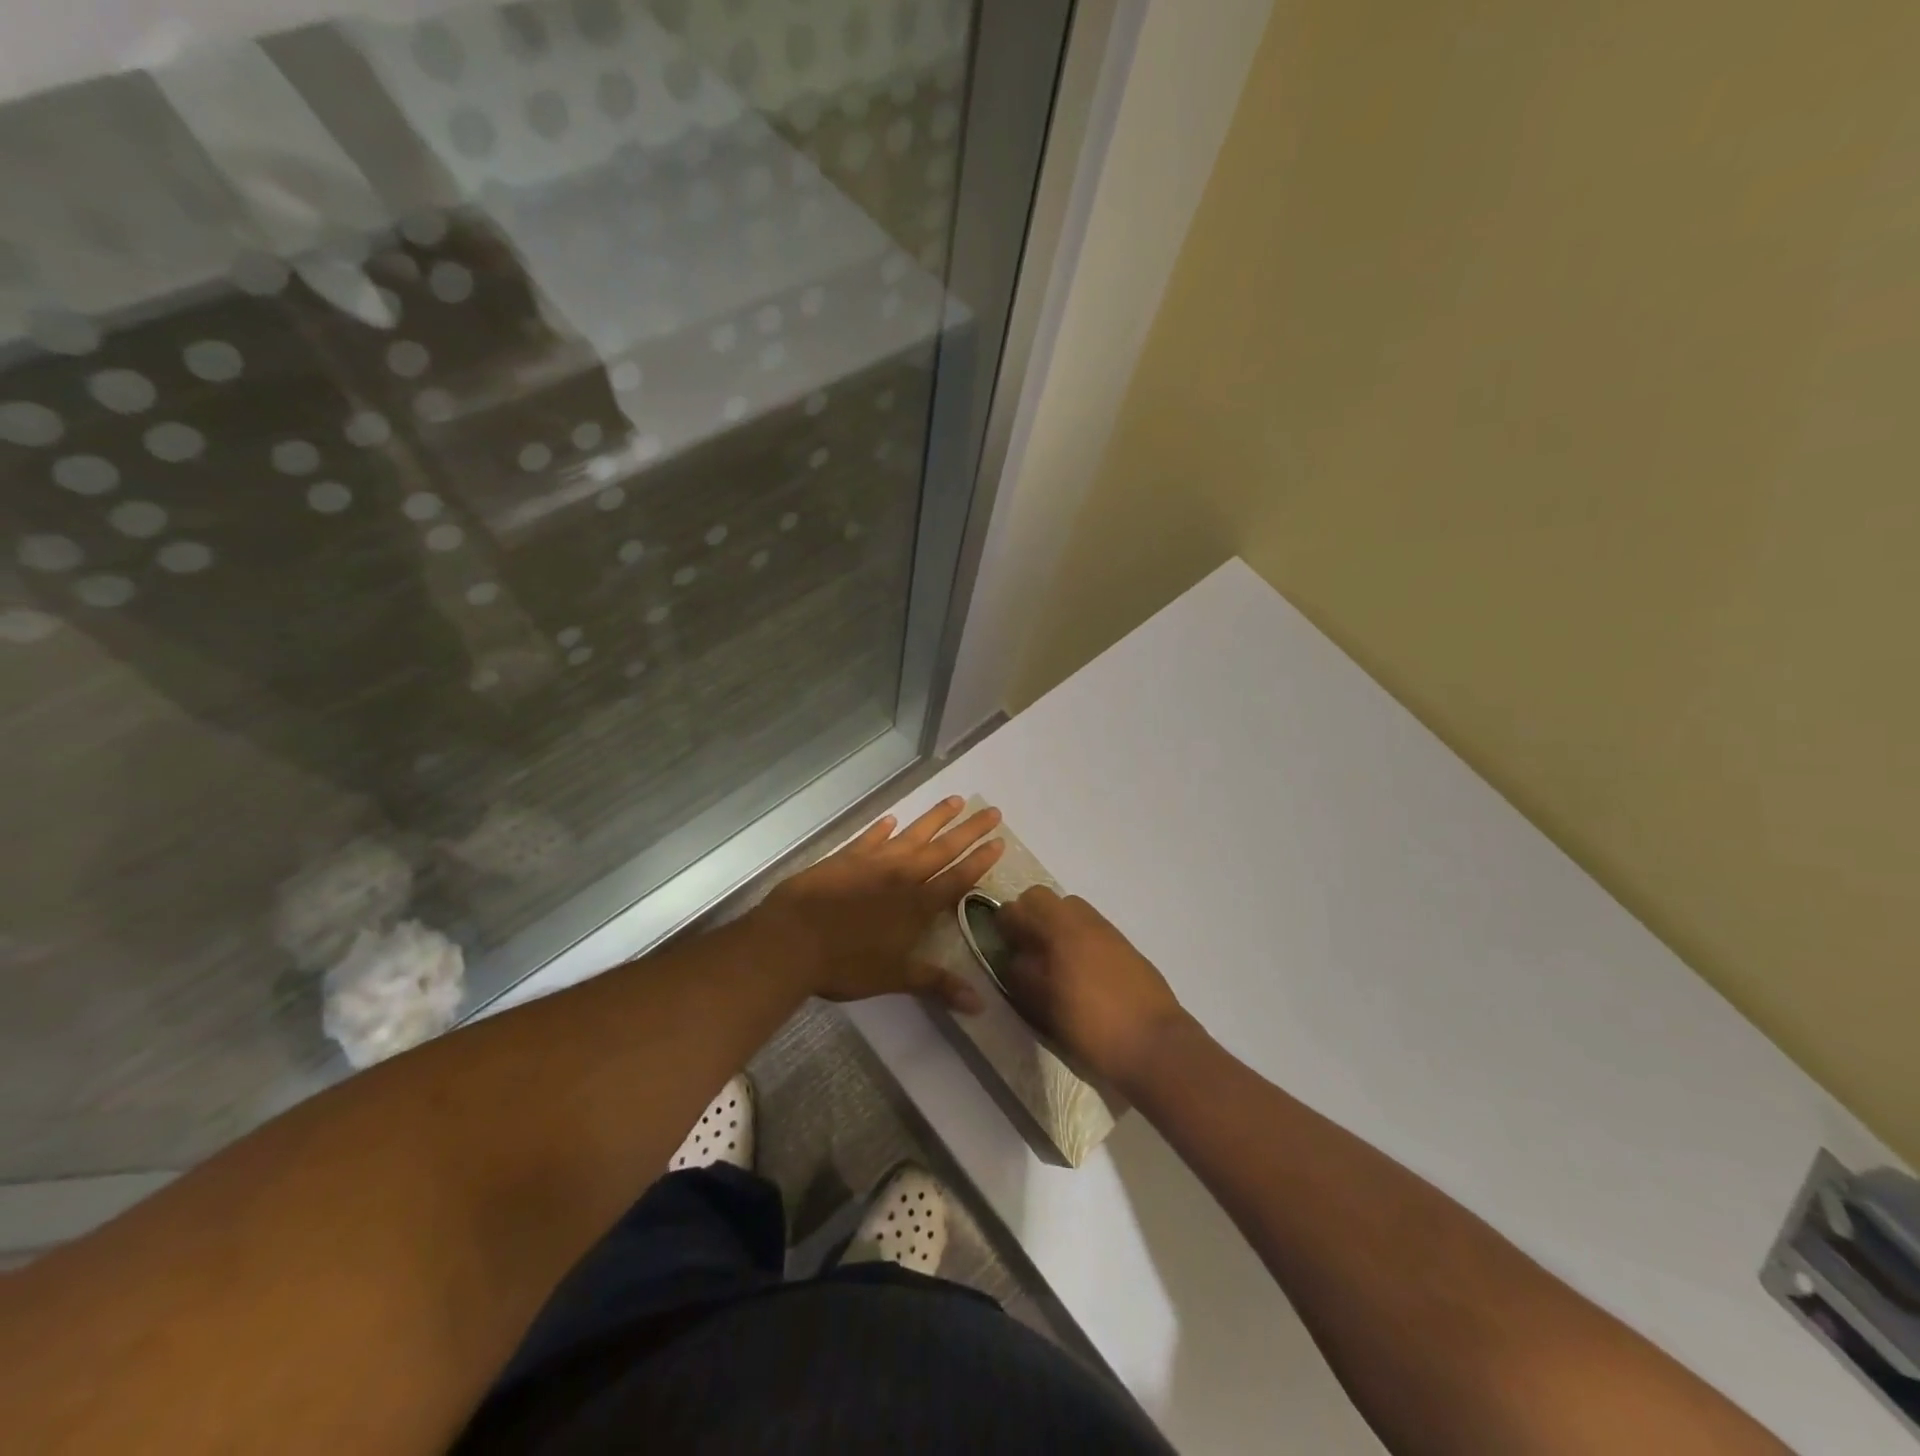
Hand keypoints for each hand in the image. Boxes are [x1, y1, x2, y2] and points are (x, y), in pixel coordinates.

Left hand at [753, 797, 1003, 1009]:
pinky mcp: (845, 858)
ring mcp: (873, 862)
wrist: (792, 939)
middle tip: (993, 811)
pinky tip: (891, 820)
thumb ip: (937, 984)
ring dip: (935, 818)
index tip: (1000, 841)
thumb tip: (980, 1005)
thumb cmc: (846, 964)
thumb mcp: (895, 978)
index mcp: (917, 905)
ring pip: (912, 834)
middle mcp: (901, 876)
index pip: (958, 878)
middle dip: (970, 830)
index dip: (980, 861)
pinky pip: (869, 839)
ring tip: (956, 800)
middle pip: (943, 849)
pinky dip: (882, 829)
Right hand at [996, 887, 1188, 1091]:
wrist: (1155, 1044)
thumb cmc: (1092, 1027)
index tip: (1000, 943)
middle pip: (1045, 899)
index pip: (1021, 905)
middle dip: (1029, 917)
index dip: (1005, 921)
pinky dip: (1076, 939)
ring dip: (1054, 926)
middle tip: (1024, 950)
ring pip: (1069, 912)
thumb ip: (1022, 974)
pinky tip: (1078, 974)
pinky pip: (1090, 929)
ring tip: (1051, 963)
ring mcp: (1107, 931)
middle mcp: (1084, 920)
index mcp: (1060, 929)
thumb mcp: (1044, 1006)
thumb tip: (1012, 955)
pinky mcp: (1125, 946)